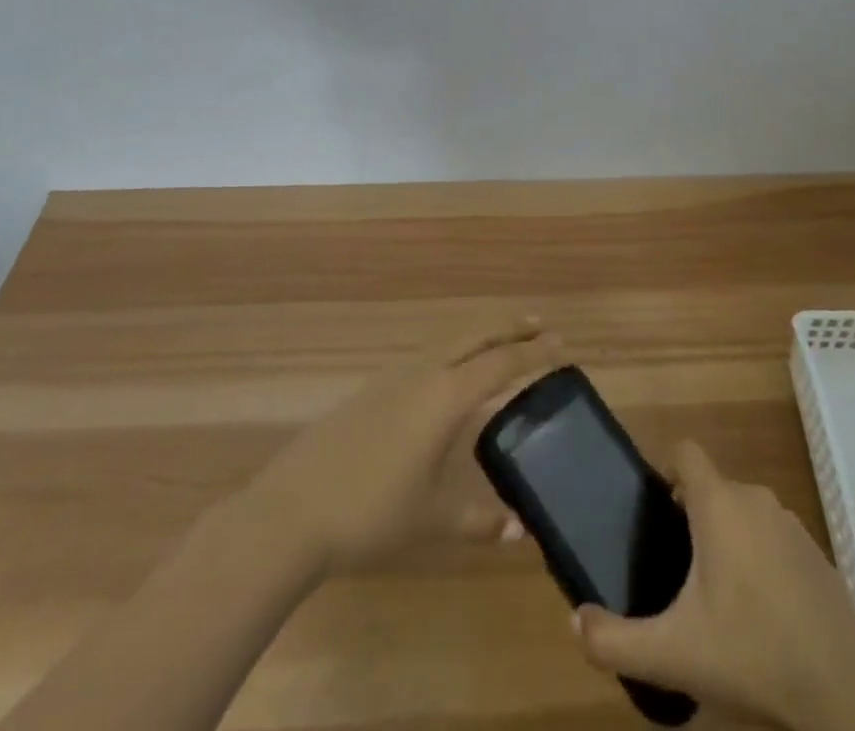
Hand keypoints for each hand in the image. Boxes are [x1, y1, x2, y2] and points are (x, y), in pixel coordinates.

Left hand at [242, 316, 556, 572]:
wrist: (292, 510)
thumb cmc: (371, 513)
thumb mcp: (432, 520)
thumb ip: (479, 520)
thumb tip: (519, 530)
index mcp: (446, 396)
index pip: (501, 363)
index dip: (535, 354)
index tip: (563, 345)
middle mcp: (424, 373)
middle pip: (475, 337)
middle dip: (509, 328)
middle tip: (540, 323)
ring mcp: (393, 377)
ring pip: (448, 342)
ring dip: (479, 337)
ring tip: (499, 343)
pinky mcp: (371, 390)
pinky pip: (426, 357)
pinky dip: (452, 353)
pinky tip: (447, 375)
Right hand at [575, 442, 854, 730]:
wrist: (843, 692)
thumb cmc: (751, 653)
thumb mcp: (672, 654)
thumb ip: (615, 639)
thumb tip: (574, 622)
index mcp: (718, 503)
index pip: (685, 451)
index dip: (665, 467)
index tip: (653, 506)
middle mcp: (754, 498)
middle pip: (712, 487)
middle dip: (691, 515)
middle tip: (675, 566)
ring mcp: (790, 523)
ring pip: (743, 512)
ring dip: (726, 537)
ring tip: (715, 594)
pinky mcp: (816, 552)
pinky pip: (772, 537)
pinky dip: (760, 558)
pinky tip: (759, 612)